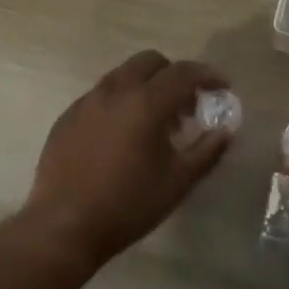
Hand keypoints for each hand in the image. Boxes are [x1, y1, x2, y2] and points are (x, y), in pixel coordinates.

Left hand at [21, 50, 231, 269]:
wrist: (63, 227)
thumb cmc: (128, 205)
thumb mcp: (178, 182)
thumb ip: (207, 151)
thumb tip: (225, 131)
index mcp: (145, 102)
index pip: (184, 73)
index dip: (208, 76)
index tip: (222, 88)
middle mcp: (115, 91)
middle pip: (150, 61)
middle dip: (174, 75)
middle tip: (185, 105)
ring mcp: (87, 102)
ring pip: (123, 75)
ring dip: (145, 86)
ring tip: (154, 122)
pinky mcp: (67, 117)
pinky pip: (100, 95)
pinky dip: (120, 102)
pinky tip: (122, 135)